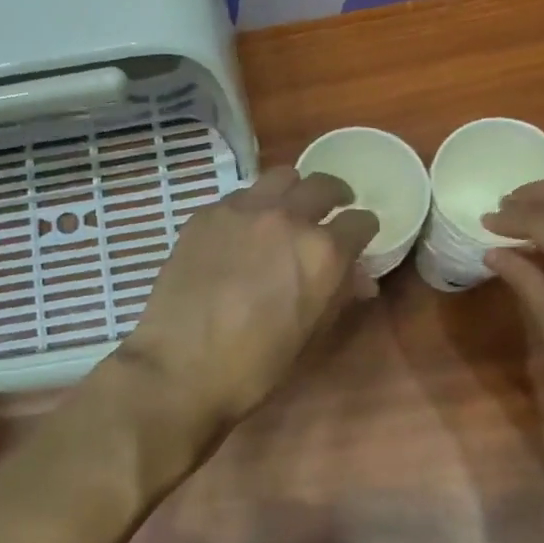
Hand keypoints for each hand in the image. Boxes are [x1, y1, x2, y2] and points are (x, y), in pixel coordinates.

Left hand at [122, 167, 377, 445]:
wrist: (180, 365)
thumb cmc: (254, 365)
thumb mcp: (309, 335)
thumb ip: (338, 296)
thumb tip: (359, 279)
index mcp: (322, 252)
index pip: (360, 222)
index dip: (363, 231)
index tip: (359, 238)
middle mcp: (287, 218)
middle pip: (323, 185)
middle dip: (335, 197)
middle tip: (331, 211)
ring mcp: (243, 209)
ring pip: (280, 177)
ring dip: (292, 191)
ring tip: (287, 209)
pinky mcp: (206, 213)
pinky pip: (240, 196)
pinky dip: (251, 206)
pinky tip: (241, 231)